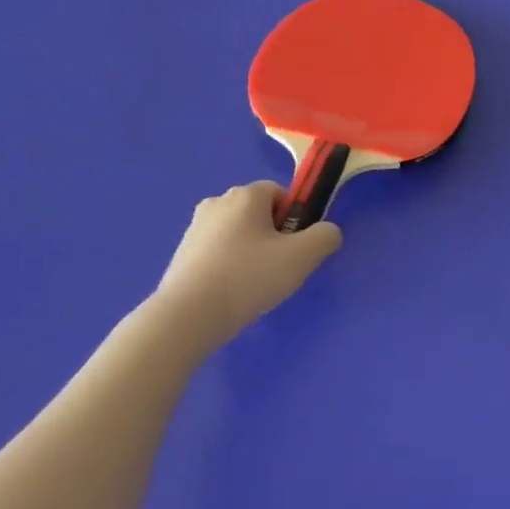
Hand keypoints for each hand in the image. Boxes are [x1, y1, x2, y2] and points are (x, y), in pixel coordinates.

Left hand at [155, 182, 341, 339]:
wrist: (189, 315)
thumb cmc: (249, 277)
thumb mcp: (302, 257)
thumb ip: (325, 237)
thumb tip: (327, 232)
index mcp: (245, 195)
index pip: (280, 193)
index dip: (294, 218)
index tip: (296, 248)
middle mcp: (217, 202)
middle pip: (258, 213)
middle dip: (273, 236)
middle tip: (280, 269)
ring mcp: (195, 228)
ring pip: (237, 233)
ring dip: (251, 252)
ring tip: (255, 285)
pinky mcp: (182, 254)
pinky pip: (218, 252)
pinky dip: (229, 266)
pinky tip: (232, 293)